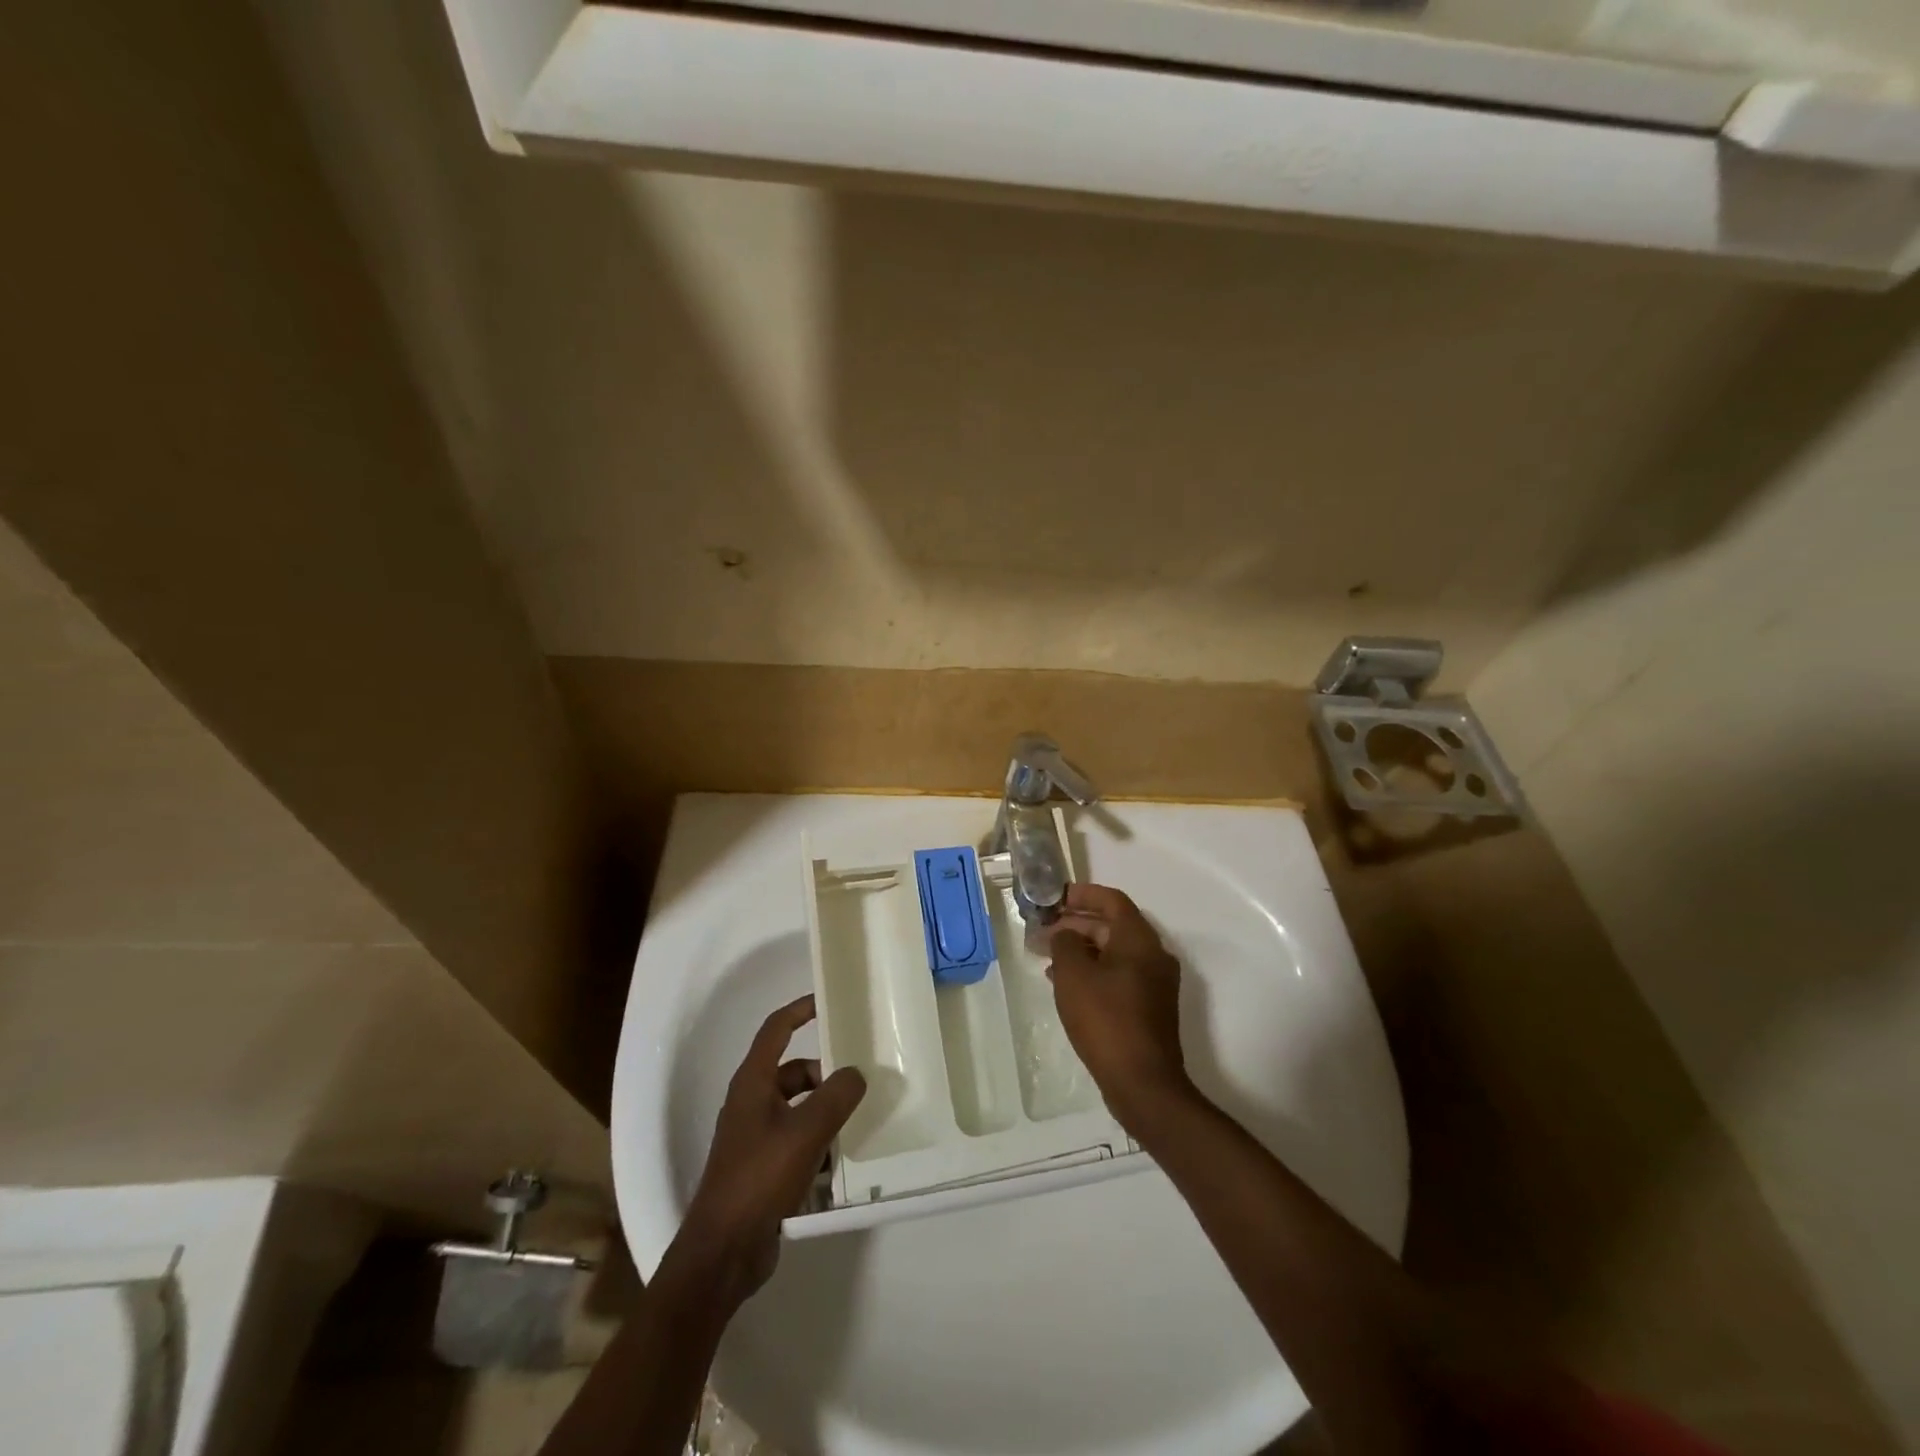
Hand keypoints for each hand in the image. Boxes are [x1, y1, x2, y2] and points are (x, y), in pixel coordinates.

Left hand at [676, 995, 865, 1305]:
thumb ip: (836, 1096)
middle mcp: (751, 1102)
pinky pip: (797, 1138)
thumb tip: (855, 1073)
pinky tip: (841, 1158)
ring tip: (858, 1119)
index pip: (776, 1029)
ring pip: (798, 1106)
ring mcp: (755, 1136)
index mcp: (753, 1083)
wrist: (723, 1252)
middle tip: (860, 1078)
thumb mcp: (806, 1131)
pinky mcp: (762, 1167)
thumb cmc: (759, 1178)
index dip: (800, 1010)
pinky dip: (818, 1140)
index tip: (828, 1002)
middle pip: (793, 1070)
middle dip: (825, 1072)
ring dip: (824, 1109)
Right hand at [1047, 884, 1191, 1132]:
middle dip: (1076, 924)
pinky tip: (1065, 984)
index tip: (1054, 898)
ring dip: (1081, 949)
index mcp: (1140, 939)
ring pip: (1113, 952)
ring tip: (1046, 957)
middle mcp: (1153, 955)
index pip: (1112, 900)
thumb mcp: (1074, 974)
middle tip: (1043, 930)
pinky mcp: (1149, 1007)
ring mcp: (1154, 983)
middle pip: (1112, 925)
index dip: (1082, 894)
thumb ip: (1065, 943)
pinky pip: (1118, 975)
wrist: (1142, 1082)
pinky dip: (1092, 971)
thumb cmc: (1106, 1019)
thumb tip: (1066, 933)